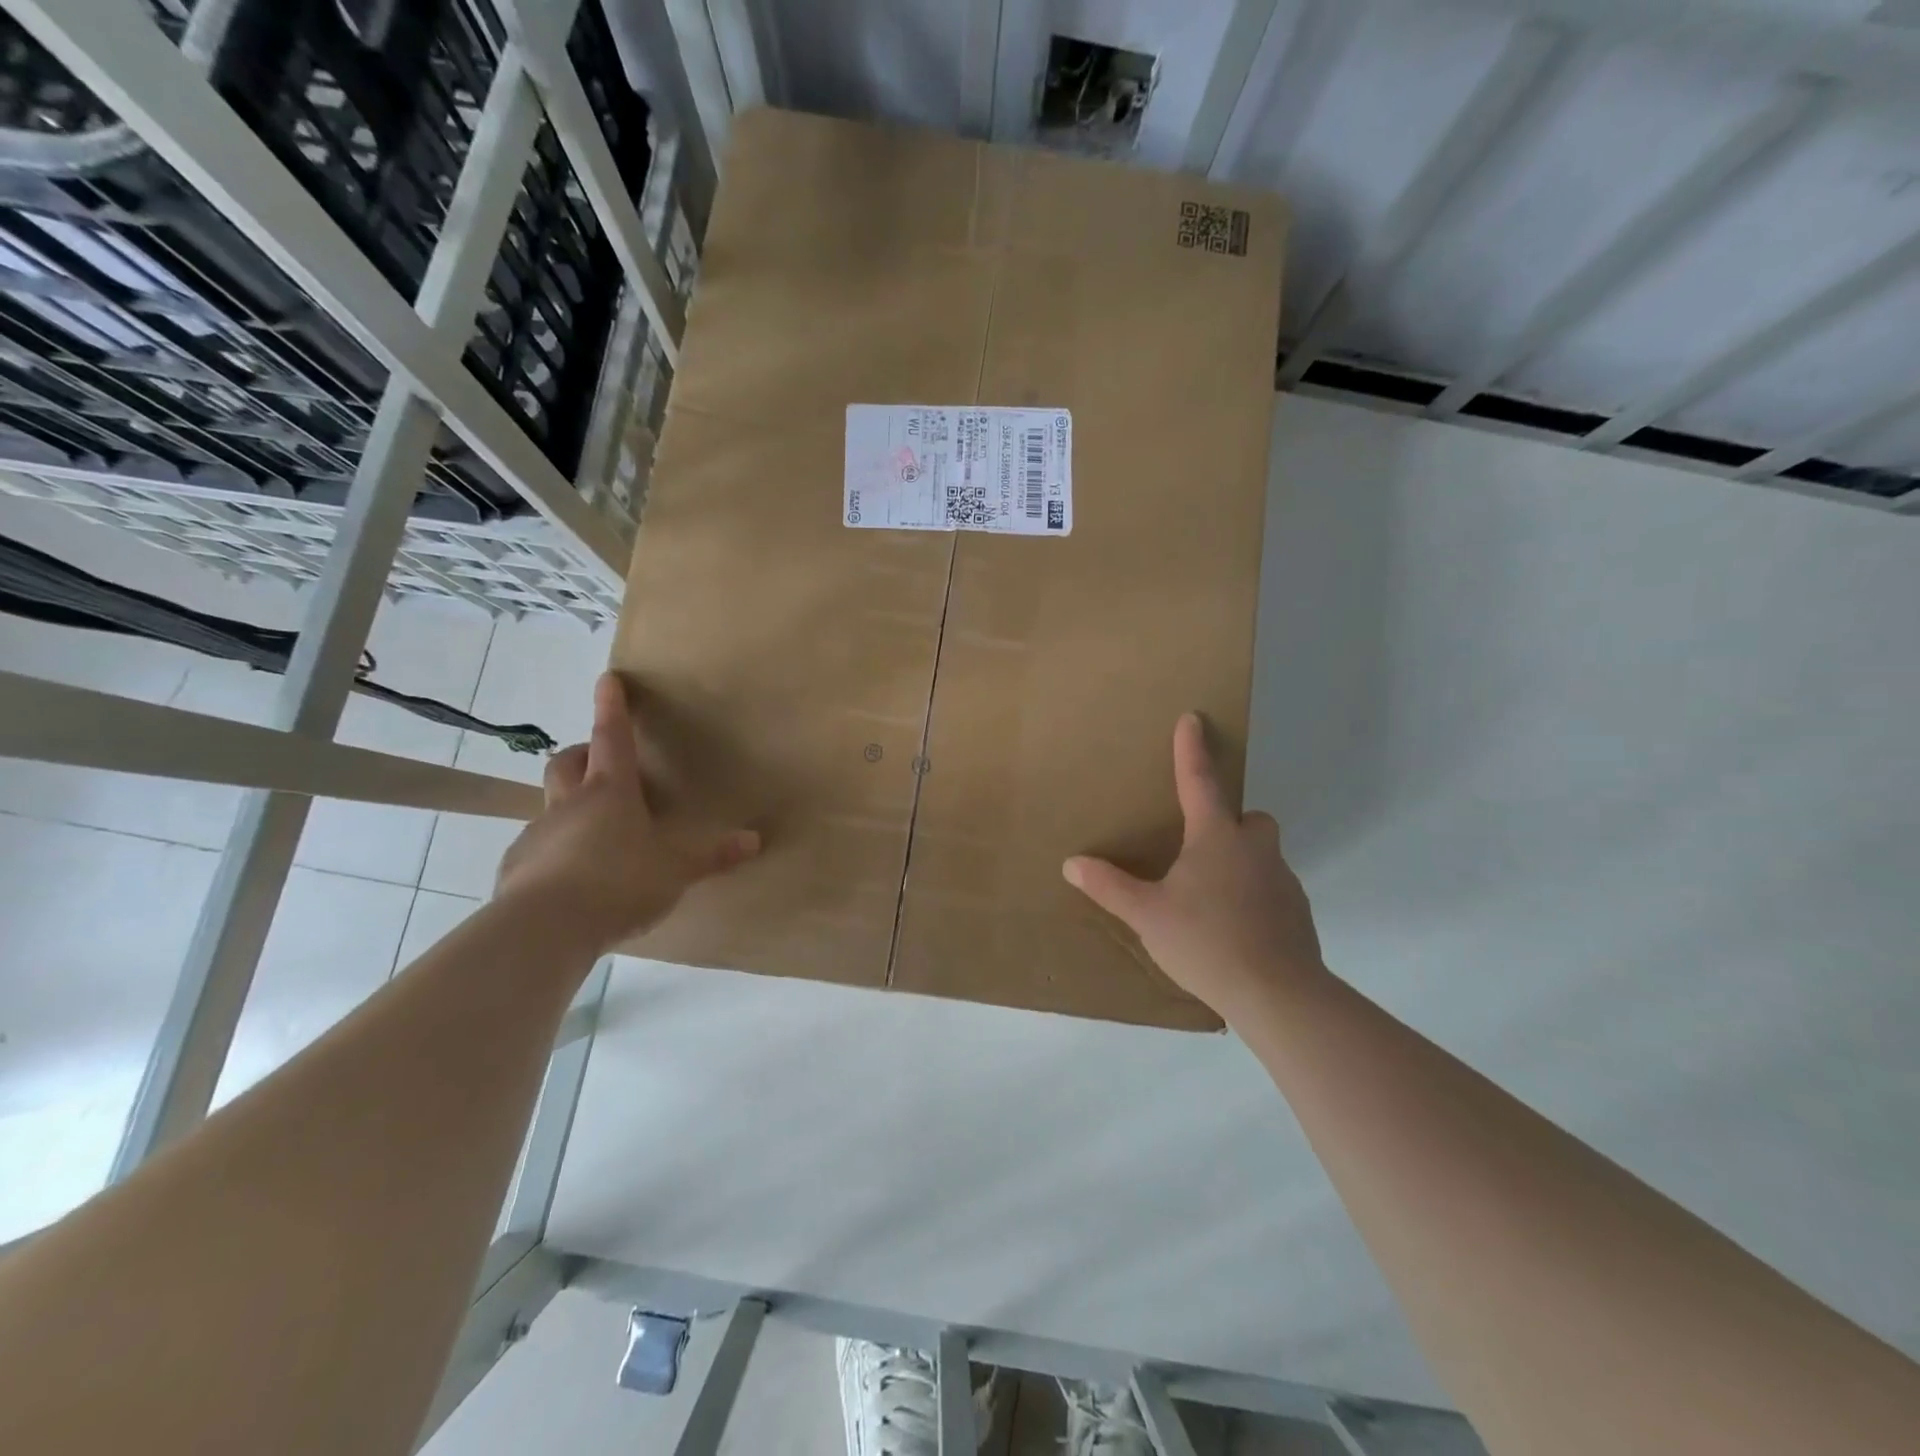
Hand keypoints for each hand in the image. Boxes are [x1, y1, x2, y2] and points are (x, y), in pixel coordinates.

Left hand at [495, 673, 758, 951]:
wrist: (544, 929)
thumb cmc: (618, 883)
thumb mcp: (675, 871)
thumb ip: (713, 856)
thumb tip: (755, 840)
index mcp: (610, 792)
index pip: (611, 738)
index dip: (611, 707)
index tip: (607, 679)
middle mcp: (570, 804)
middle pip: (568, 763)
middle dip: (583, 754)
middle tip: (600, 761)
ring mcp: (539, 834)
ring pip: (553, 806)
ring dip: (572, 807)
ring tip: (597, 834)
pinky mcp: (518, 867)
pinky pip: (541, 848)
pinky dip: (558, 851)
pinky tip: (574, 879)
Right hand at [1063, 713, 1324, 1020]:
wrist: (1278, 994)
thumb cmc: (1206, 942)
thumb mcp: (1148, 915)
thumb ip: (1110, 887)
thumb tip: (1071, 863)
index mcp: (1216, 839)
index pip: (1200, 781)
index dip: (1192, 749)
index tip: (1193, 718)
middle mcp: (1255, 849)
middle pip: (1250, 817)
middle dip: (1231, 820)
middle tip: (1202, 845)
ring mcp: (1283, 880)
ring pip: (1263, 853)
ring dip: (1242, 860)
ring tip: (1213, 895)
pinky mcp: (1298, 912)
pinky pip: (1273, 887)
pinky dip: (1255, 894)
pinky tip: (1236, 926)